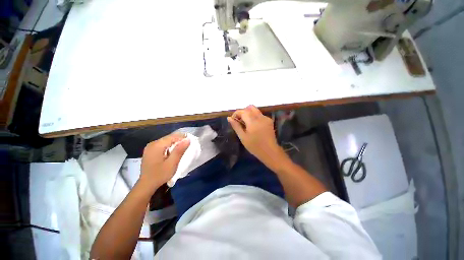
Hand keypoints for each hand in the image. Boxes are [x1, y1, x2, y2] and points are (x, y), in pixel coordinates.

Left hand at [140, 133, 189, 188]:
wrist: (146, 185)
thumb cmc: (160, 175)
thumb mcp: (172, 163)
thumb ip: (179, 150)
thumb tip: (187, 139)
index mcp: (157, 145)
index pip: (172, 137)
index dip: (182, 137)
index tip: (191, 142)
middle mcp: (152, 144)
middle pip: (169, 138)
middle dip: (179, 140)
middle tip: (187, 146)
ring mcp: (150, 147)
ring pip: (166, 141)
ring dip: (175, 144)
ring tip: (182, 149)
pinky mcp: (150, 151)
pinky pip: (162, 145)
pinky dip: (169, 147)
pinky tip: (173, 152)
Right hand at [228, 105, 285, 167]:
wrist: (270, 152)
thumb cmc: (254, 146)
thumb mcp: (243, 137)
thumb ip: (236, 126)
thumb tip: (229, 118)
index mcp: (252, 121)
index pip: (242, 111)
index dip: (236, 114)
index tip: (233, 120)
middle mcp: (260, 117)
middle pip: (250, 107)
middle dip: (243, 112)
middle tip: (240, 121)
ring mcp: (266, 118)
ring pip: (255, 110)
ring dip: (248, 114)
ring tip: (246, 124)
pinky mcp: (269, 121)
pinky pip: (260, 115)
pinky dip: (254, 117)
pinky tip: (254, 126)